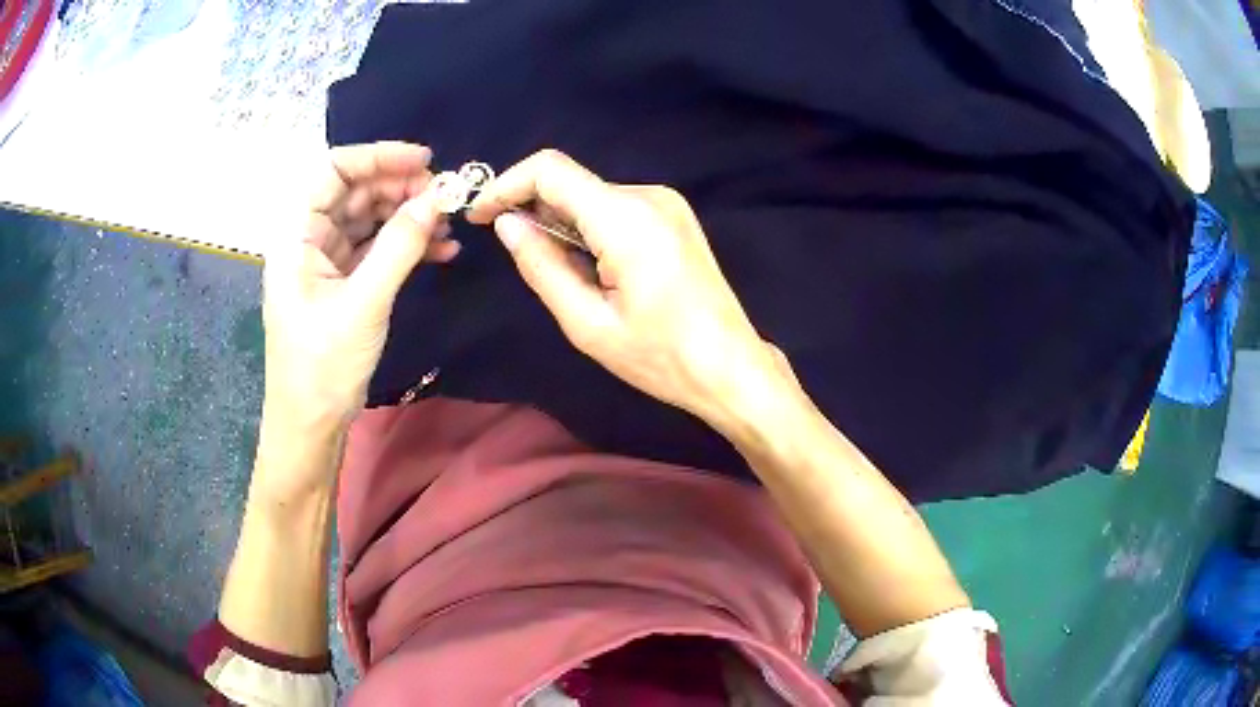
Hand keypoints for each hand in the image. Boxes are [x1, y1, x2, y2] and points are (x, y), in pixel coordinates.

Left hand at [262, 142, 457, 434]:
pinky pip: (376, 249)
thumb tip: (439, 198)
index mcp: (296, 235)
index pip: (332, 170)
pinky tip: (440, 251)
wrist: (311, 426)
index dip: (377, 157)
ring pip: (369, 219)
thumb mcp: (363, 304)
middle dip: (400, 188)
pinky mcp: (343, 283)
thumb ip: (400, 246)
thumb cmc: (322, 367)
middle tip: (445, 197)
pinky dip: (406, 245)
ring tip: (448, 224)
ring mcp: (326, 262)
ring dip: (408, 216)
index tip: (425, 162)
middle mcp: (309, 240)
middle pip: (355, 191)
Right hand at [467, 149, 784, 426]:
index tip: (481, 216)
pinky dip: (589, 228)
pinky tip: (593, 269)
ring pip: (591, 196)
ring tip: (565, 276)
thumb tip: (506, 224)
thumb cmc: (660, 357)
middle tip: (517, 256)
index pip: (550, 169)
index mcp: (626, 218)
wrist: (731, 367)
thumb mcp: (587, 323)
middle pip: (571, 183)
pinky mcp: (674, 216)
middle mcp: (648, 196)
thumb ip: (541, 266)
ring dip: (562, 223)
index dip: (506, 185)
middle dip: (532, 210)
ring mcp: (666, 203)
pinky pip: (615, 208)